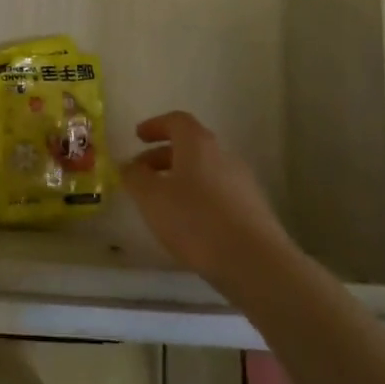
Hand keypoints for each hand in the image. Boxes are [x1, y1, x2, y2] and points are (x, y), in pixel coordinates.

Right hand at [122, 111, 293, 286]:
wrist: (255, 263)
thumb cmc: (195, 220)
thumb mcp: (151, 197)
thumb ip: (135, 177)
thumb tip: (129, 165)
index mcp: (198, 144)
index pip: (176, 120)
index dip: (155, 126)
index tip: (137, 137)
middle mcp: (224, 156)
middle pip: (191, 147)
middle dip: (163, 157)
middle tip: (142, 175)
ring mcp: (243, 183)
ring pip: (205, 172)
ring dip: (180, 180)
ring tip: (161, 204)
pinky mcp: (254, 211)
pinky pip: (218, 194)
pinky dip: (198, 200)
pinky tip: (188, 225)